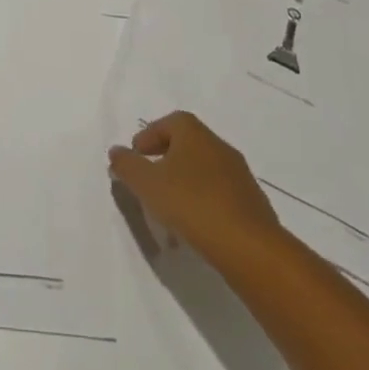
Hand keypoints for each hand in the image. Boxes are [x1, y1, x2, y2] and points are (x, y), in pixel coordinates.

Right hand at [108, 111, 280, 266]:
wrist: (249, 246)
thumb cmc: (192, 204)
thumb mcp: (147, 184)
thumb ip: (127, 165)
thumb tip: (116, 151)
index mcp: (194, 133)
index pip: (168, 122)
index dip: (149, 136)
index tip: (136, 157)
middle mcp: (218, 145)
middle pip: (186, 145)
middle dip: (164, 160)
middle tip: (149, 182)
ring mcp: (239, 174)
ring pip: (202, 171)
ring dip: (184, 184)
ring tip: (168, 210)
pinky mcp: (252, 202)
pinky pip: (219, 194)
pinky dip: (203, 202)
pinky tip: (194, 226)